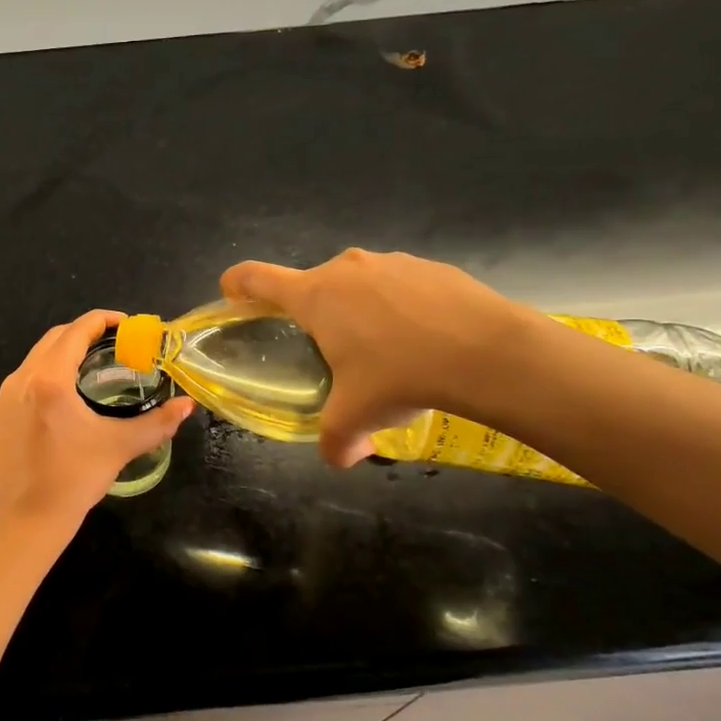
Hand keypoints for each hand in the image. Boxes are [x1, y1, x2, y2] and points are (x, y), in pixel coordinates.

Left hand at [0, 309, 195, 526]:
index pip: (77, 331)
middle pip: (52, 340)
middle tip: (110, 345)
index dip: (102, 320)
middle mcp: (19, 380)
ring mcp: (0, 400)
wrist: (27, 521)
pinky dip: (40, 384)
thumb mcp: (120, 447)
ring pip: (33, 363)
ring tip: (86, 373)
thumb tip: (186, 406)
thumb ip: (157, 423)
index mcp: (49, 380)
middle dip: (82, 335)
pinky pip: (18, 388)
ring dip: (60, 358)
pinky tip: (57, 407)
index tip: (124, 324)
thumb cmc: (75, 479)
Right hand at [220, 248, 534, 466]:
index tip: (232, 296)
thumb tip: (339, 458)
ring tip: (385, 351)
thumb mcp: (358, 417)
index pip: (257, 278)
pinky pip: (399, 285)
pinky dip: (399, 308)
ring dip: (359, 311)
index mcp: (315, 296)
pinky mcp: (430, 266)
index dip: (236, 285)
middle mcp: (346, 268)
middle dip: (313, 315)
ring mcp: (391, 262)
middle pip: (312, 285)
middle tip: (330, 352)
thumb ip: (336, 441)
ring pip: (358, 284)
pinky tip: (424, 340)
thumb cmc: (402, 375)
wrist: (489, 352)